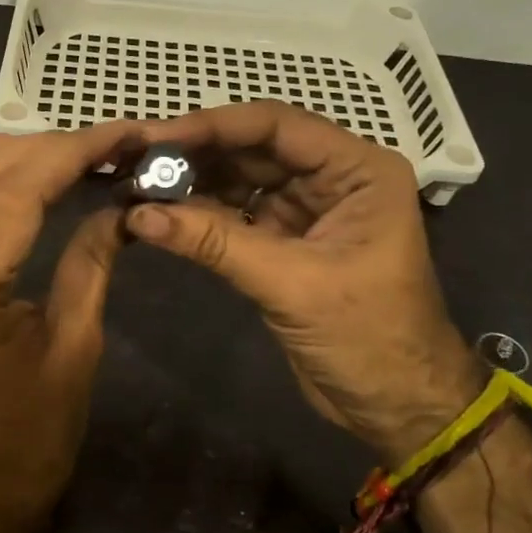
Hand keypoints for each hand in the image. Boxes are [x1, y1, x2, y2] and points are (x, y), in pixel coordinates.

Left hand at [0, 123, 138, 532]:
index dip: (72, 151)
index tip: (121, 133)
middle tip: (102, 143)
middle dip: (44, 145)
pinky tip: (4, 170)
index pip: (15, 190)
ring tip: (57, 150)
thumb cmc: (32, 435)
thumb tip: (118, 205)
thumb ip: (90, 262)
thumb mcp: (76, 346)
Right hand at [122, 101, 483, 464]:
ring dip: (192, 183)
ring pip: (241, 179)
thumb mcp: (292, 284)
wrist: (396, 406)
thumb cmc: (367, 338)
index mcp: (358, 170)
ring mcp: (307, 209)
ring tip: (137, 185)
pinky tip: (160, 215)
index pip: (277, 126)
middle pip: (253, 148)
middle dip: (196, 155)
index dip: (214, 126)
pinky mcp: (285, 240)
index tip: (157, 136)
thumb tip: (138, 213)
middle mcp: (333, 177)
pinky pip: (235, 214)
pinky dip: (199, 215)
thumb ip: (215, 242)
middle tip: (135, 161)